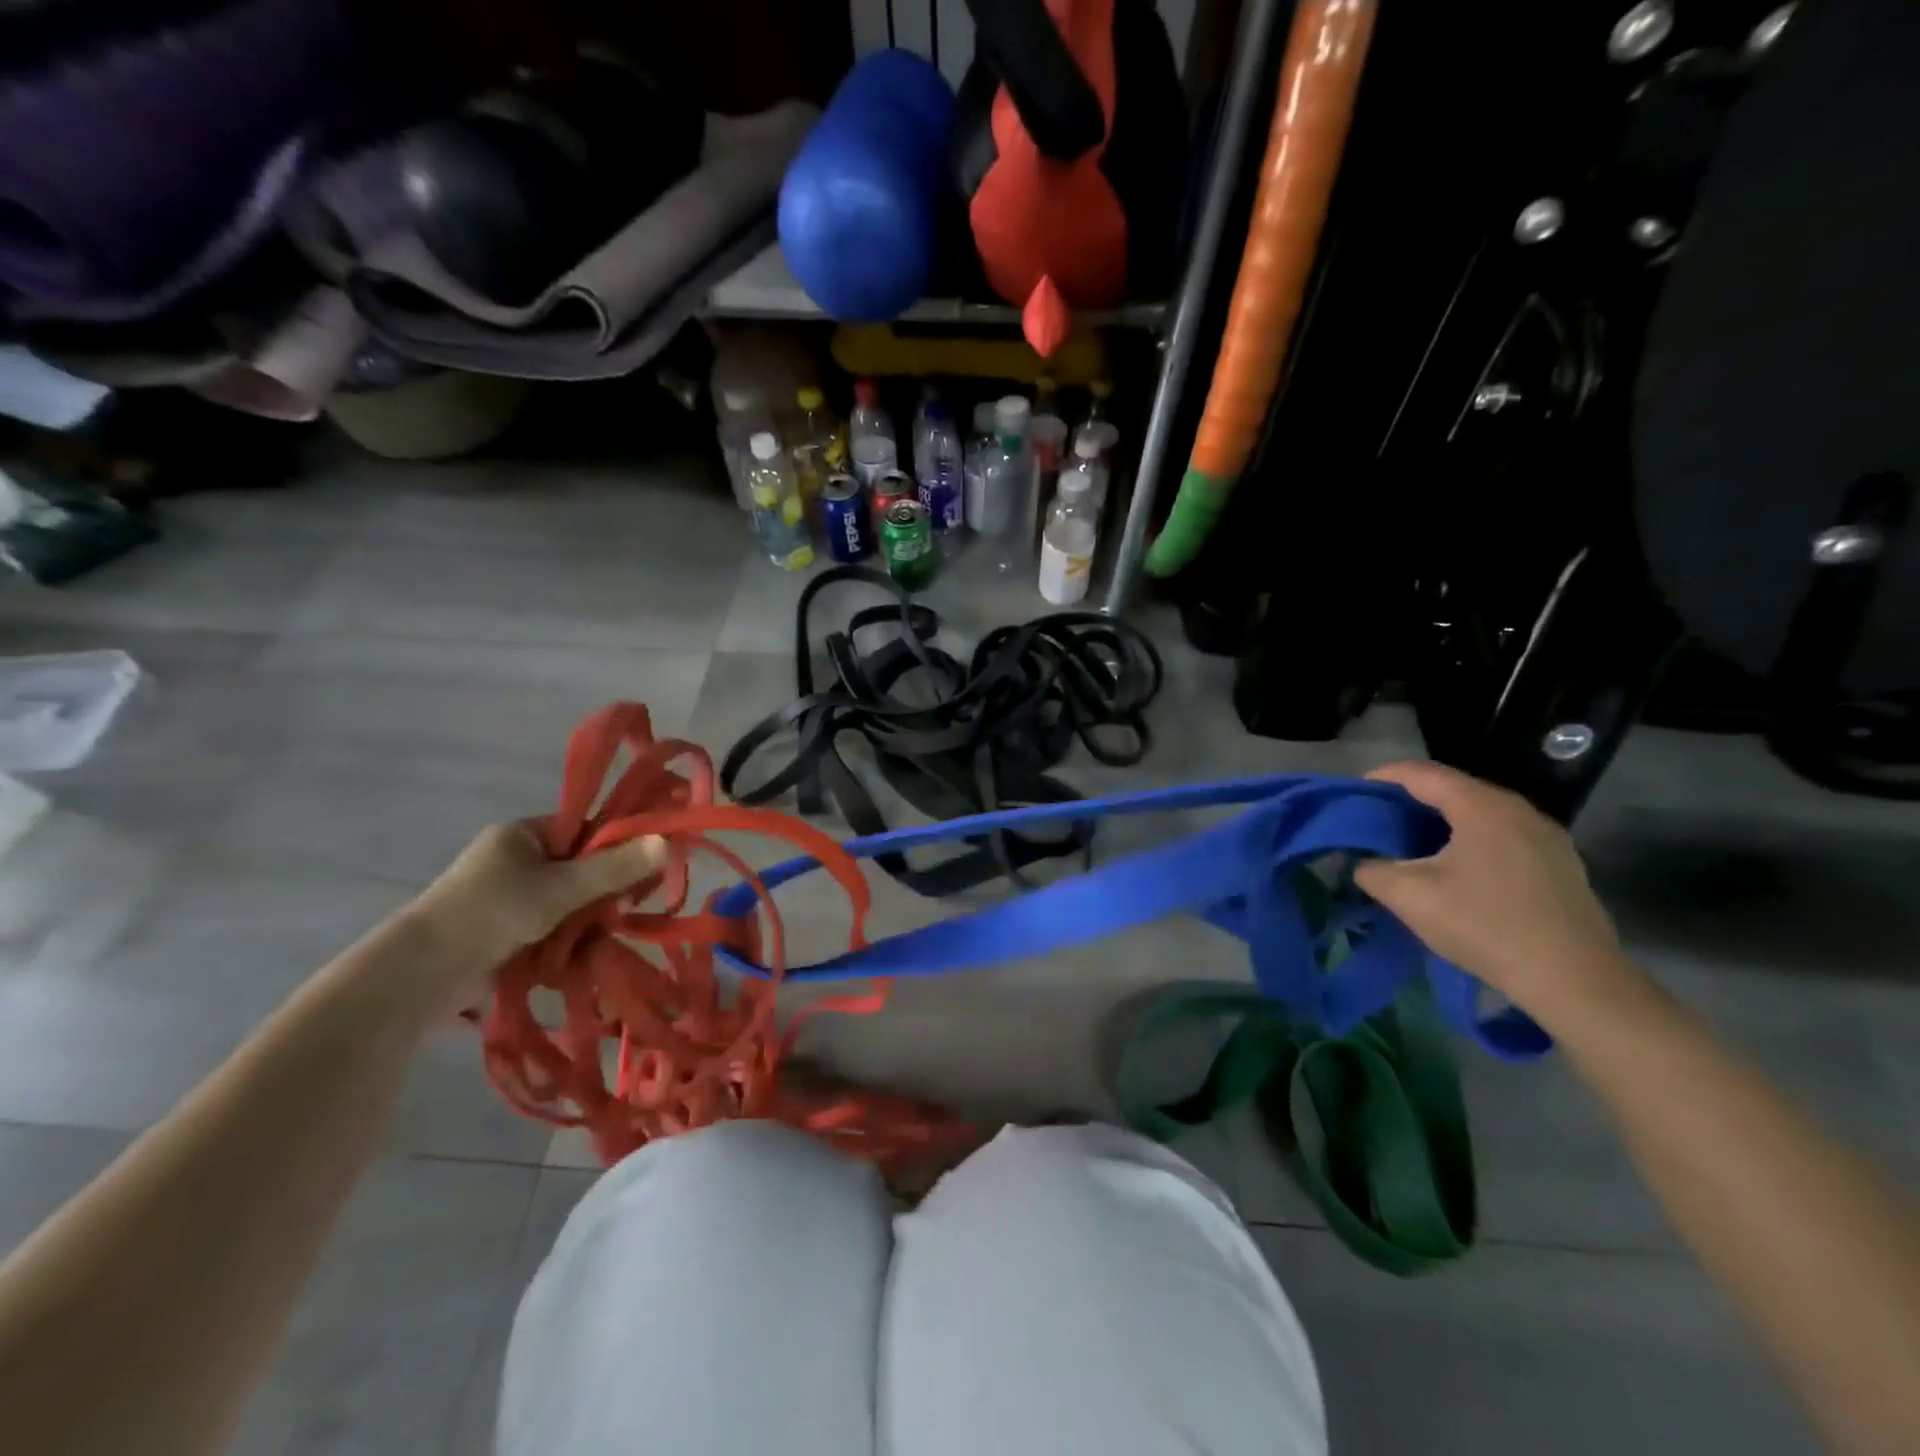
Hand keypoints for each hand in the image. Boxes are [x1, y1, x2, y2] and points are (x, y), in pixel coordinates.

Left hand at [405, 820, 666, 1008]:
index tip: (643, 870)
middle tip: (622, 911)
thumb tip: (669, 841)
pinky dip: (568, 940)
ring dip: (587, 921)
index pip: (586, 828)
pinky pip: (552, 926)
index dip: (618, 845)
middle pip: (581, 867)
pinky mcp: (505, 931)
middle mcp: (517, 859)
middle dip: (604, 891)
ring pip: (570, 901)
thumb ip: (615, 867)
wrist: (419, 976)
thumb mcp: (560, 888)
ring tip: (598, 940)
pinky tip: (580, 956)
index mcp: (523, 834)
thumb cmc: (491, 914)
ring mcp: (509, 897)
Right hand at [1354, 761, 1630, 1020]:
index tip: (1354, 793)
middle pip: (1453, 789)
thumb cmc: (1485, 926)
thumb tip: (1363, 863)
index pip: (1421, 773)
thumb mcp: (1410, 898)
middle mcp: (1518, 810)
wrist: (1574, 980)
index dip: (1382, 776)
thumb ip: (1372, 871)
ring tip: (1411, 843)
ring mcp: (1546, 837)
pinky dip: (1469, 839)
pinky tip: (1456, 868)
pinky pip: (1502, 835)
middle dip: (1410, 799)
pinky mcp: (1560, 864)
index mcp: (1482, 807)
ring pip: (1480, 813)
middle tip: (1377, 820)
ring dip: (1441, 821)